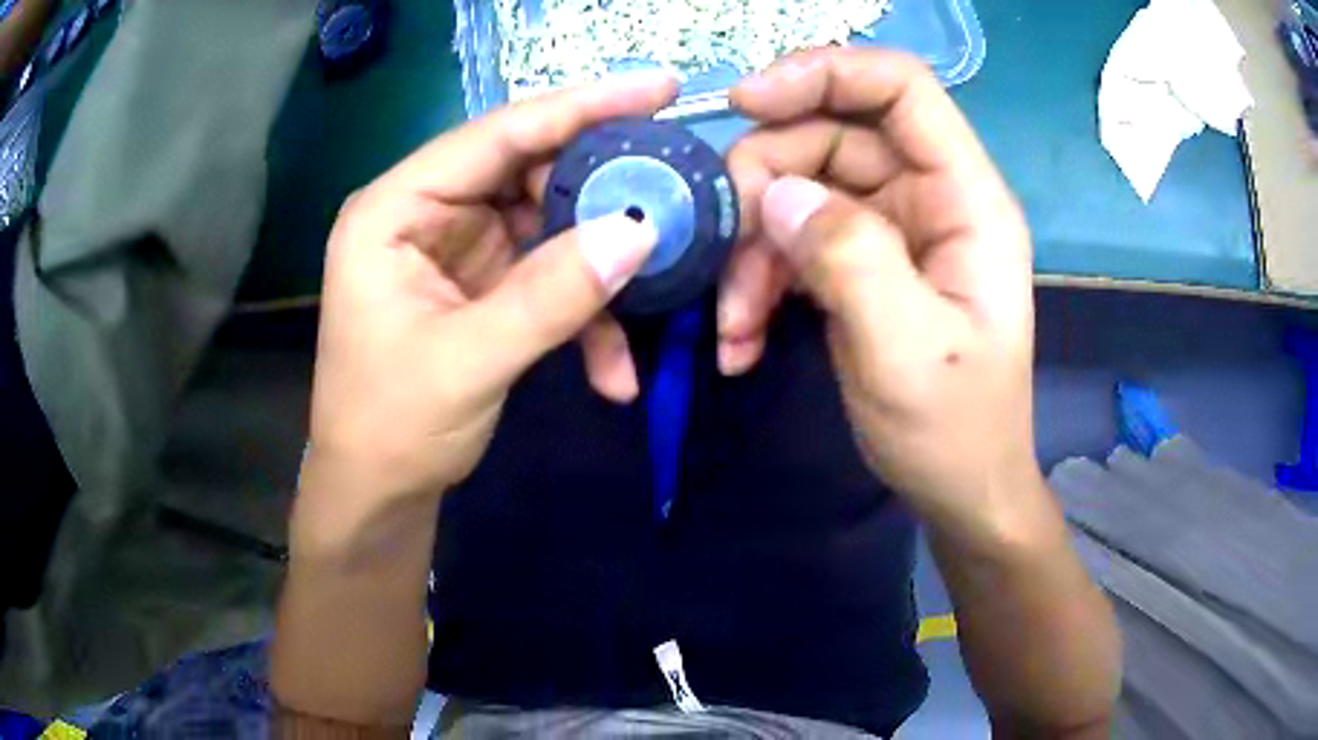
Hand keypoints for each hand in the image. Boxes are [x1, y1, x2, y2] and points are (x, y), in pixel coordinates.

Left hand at [304, 74, 674, 506]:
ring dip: (601, 267)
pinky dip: (584, 315)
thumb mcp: (469, 362)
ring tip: (658, 289)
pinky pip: (547, 275)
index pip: (496, 134)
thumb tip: (641, 231)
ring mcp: (458, 248)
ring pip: (549, 225)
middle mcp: (426, 213)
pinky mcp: (483, 285)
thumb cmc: (392, 427)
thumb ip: (551, 294)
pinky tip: (613, 369)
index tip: (659, 88)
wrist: (378, 494)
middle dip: (603, 191)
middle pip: (529, 172)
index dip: (580, 107)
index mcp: (395, 210)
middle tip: (674, 193)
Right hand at [727, 49, 1037, 539]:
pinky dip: (759, 282)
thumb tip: (778, 194)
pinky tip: (741, 339)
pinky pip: (796, 240)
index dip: (824, 73)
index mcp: (966, 200)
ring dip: (752, 248)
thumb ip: (851, 259)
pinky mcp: (862, 263)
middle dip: (765, 182)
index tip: (745, 103)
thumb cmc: (955, 429)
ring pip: (801, 190)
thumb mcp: (907, 353)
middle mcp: (931, 197)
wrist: (960, 489)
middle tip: (722, 249)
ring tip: (732, 323)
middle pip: (832, 135)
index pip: (901, 88)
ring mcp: (892, 229)